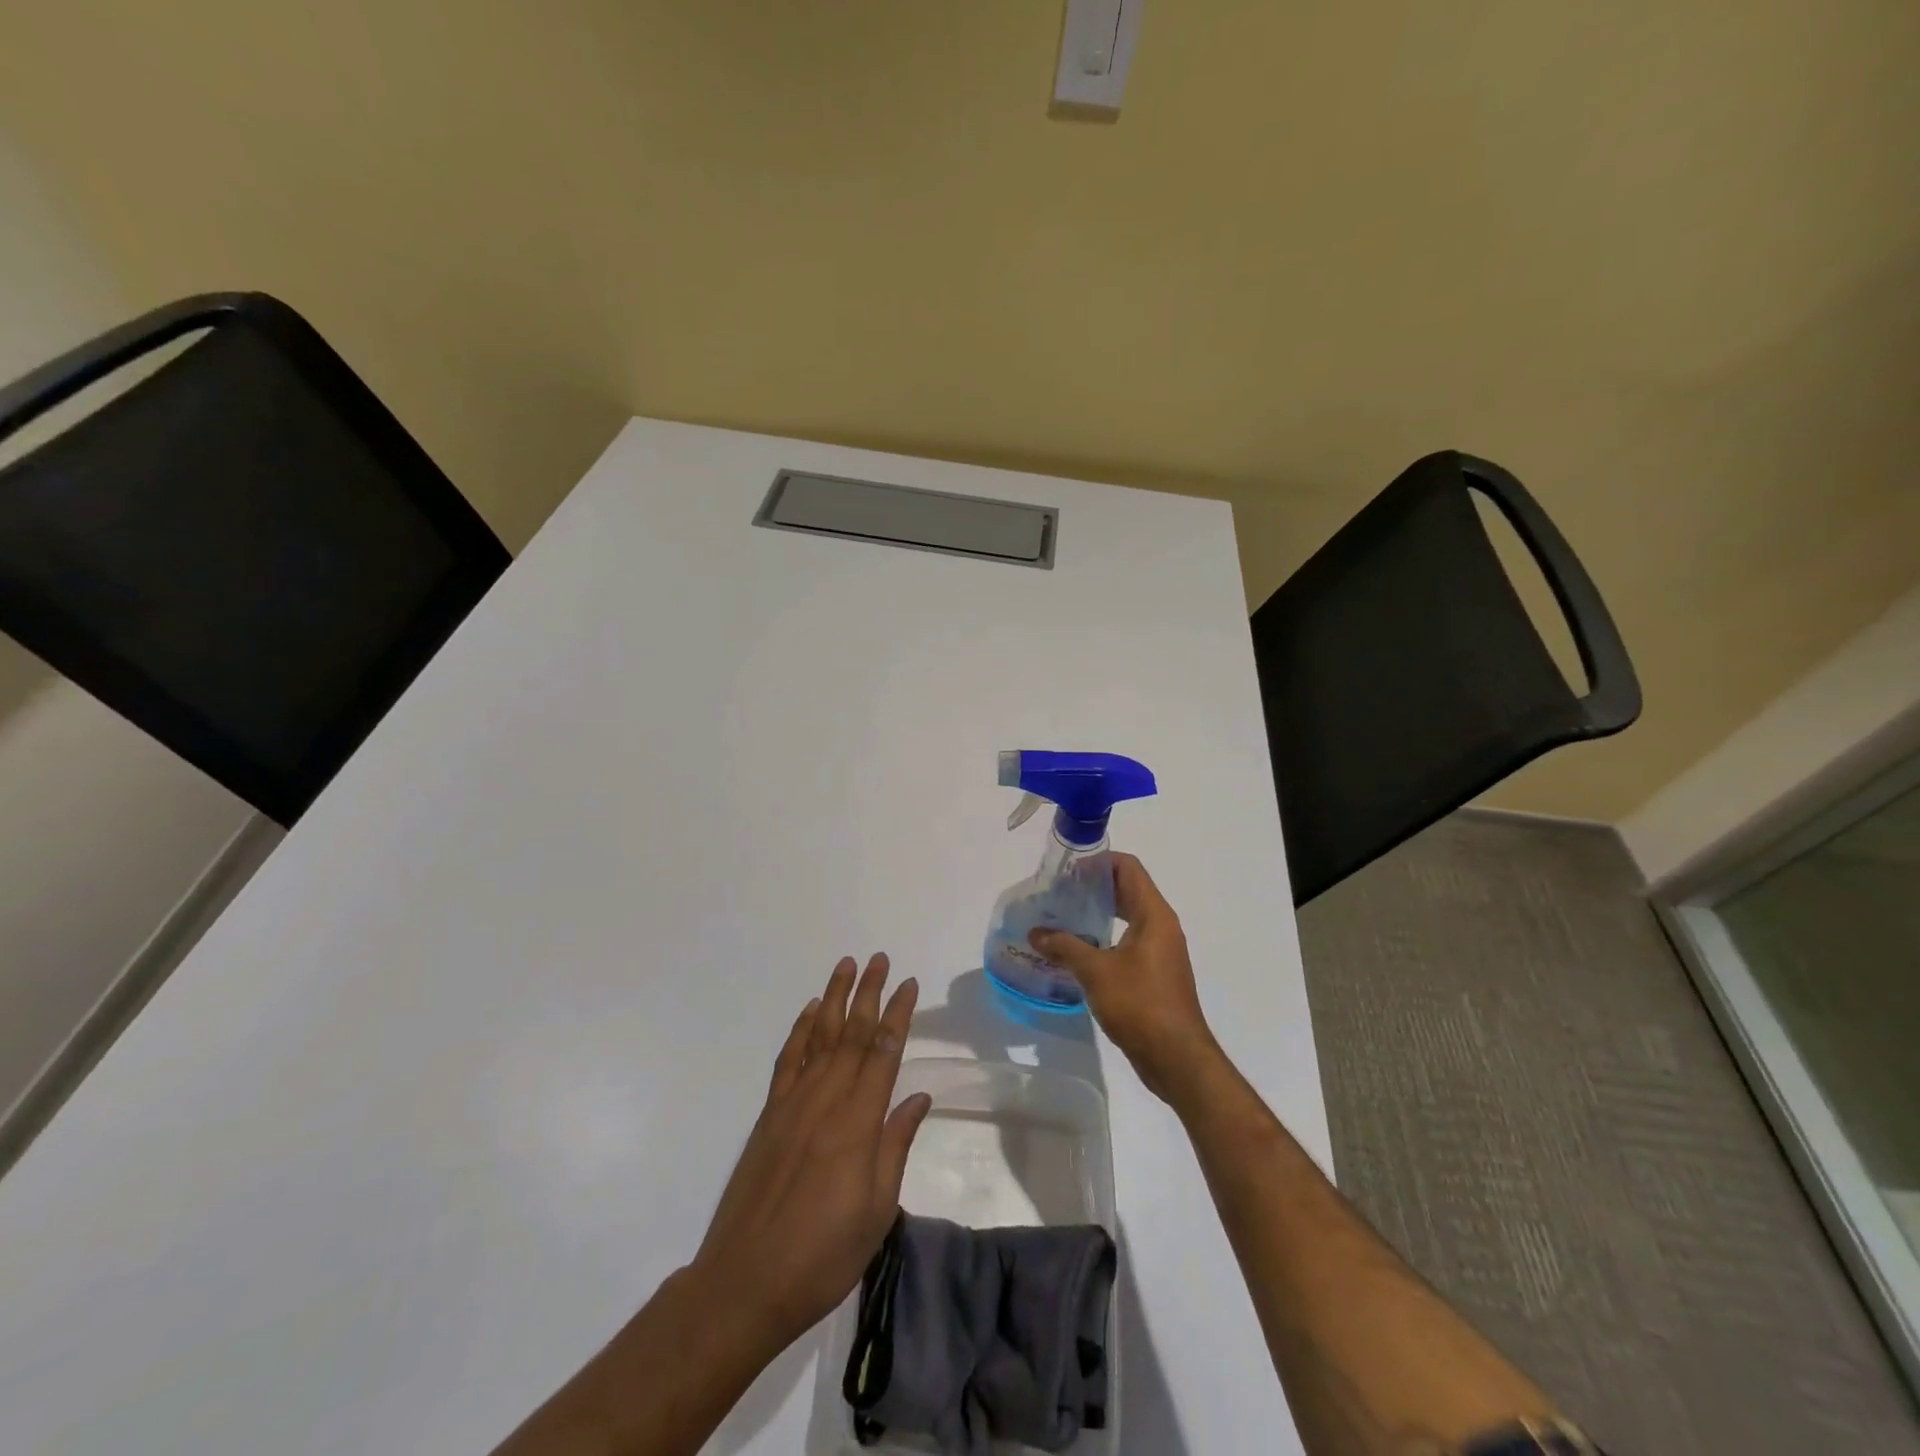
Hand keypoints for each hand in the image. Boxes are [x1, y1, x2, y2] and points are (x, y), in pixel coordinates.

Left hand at [690, 954, 932, 1358]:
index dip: (898, 1015)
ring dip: (834, 998)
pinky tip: (809, 1011)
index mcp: (858, 1123)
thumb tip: (918, 1097)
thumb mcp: (877, 1211)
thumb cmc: (823, 1255)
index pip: (883, 1053)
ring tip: (846, 966)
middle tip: (881, 959)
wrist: (745, 1283)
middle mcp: (826, 1100)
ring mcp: (792, 1104)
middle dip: (869, 993)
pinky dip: (799, 1030)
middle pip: (851, 1034)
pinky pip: (787, 1061)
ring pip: (818, 1037)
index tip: (909, 984)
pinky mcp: (769, 1115)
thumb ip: (896, 1146)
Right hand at [1029, 853, 1222, 1103]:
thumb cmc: (1139, 1005)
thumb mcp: (1095, 972)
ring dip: (1098, 914)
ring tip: (1062, 918)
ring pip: (1127, 917)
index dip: (1098, 862)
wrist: (1176, 1058)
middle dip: (1093, 887)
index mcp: (1153, 915)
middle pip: (1127, 890)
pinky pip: (1128, 942)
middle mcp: (1161, 926)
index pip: (1128, 868)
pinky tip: (1078, 951)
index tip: (1067, 870)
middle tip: (1058, 893)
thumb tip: (1035, 933)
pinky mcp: (1155, 973)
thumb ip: (1064, 946)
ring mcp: (1161, 951)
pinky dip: (1105, 938)